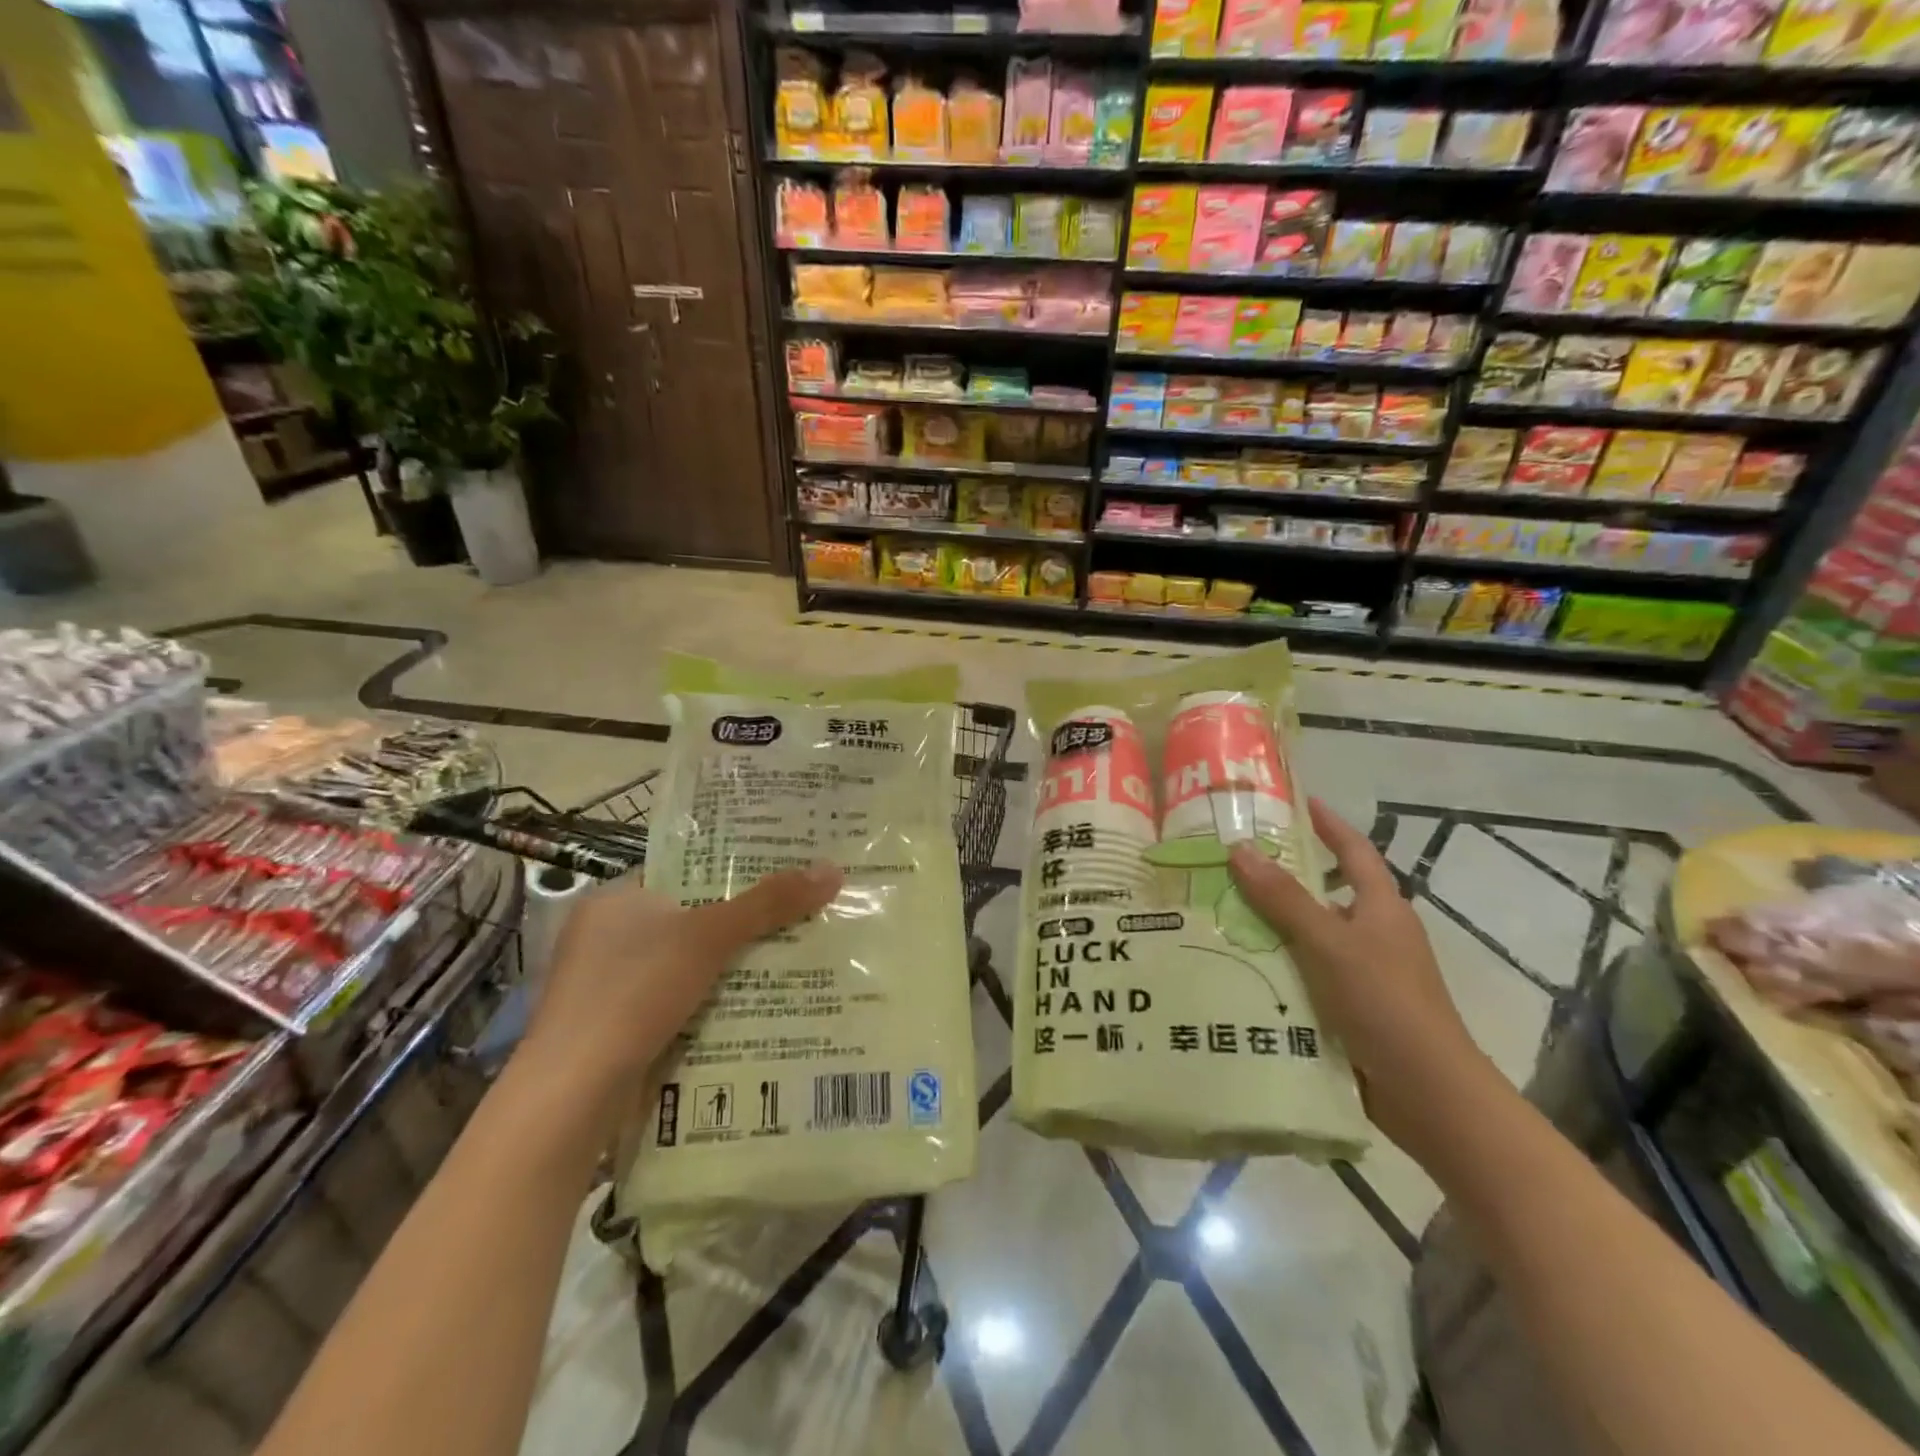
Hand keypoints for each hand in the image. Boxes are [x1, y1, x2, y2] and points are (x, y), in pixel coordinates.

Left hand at [523, 863, 842, 1112]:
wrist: (570, 1098)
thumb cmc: (634, 993)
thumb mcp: (709, 937)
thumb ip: (769, 903)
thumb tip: (833, 870)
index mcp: (615, 900)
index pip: (683, 871)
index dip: (733, 870)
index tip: (782, 873)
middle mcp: (604, 937)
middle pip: (690, 919)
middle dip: (741, 924)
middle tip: (798, 917)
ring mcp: (605, 987)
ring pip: (685, 965)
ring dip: (729, 968)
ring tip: (790, 960)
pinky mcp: (613, 1030)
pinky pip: (674, 1002)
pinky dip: (708, 1003)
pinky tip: (750, 1009)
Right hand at [1229, 800, 1494, 1158]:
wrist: (1428, 1092)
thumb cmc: (1385, 1002)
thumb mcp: (1330, 943)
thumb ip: (1284, 898)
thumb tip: (1240, 848)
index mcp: (1381, 908)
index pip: (1353, 851)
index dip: (1328, 824)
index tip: (1296, 801)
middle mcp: (1374, 934)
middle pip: (1323, 893)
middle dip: (1281, 877)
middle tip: (1229, 862)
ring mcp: (1362, 974)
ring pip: (1308, 937)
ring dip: (1270, 926)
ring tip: (1217, 912)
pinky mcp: (1349, 1008)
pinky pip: (1304, 973)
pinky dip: (1275, 965)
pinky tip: (1236, 967)